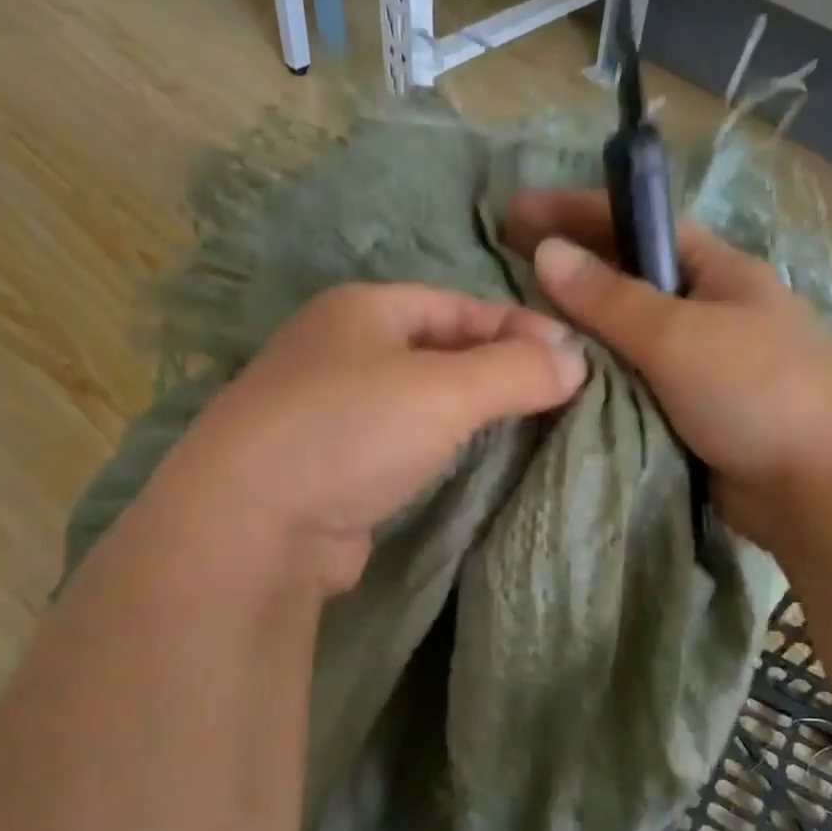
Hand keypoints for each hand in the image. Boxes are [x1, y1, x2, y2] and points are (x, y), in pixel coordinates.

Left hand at [155, 282, 586, 594]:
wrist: (254, 525)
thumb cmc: (352, 431)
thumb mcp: (444, 390)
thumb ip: (515, 371)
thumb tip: (577, 362)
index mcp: (361, 310)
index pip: (459, 305)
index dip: (520, 327)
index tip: (574, 359)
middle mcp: (340, 351)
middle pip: (439, 349)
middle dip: (497, 369)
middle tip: (555, 397)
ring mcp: (329, 411)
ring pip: (418, 399)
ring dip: (469, 411)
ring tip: (524, 427)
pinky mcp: (330, 466)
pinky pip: (400, 442)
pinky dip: (438, 447)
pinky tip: (466, 462)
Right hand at [505, 189, 831, 554]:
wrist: (820, 488)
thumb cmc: (756, 392)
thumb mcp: (679, 335)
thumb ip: (610, 298)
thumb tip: (546, 252)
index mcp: (719, 273)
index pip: (641, 225)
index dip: (580, 211)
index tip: (519, 211)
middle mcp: (709, 312)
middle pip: (629, 282)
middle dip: (572, 273)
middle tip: (505, 273)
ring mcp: (702, 367)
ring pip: (627, 340)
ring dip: (580, 335)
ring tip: (519, 331)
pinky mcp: (692, 415)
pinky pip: (633, 387)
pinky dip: (598, 382)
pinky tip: (558, 384)